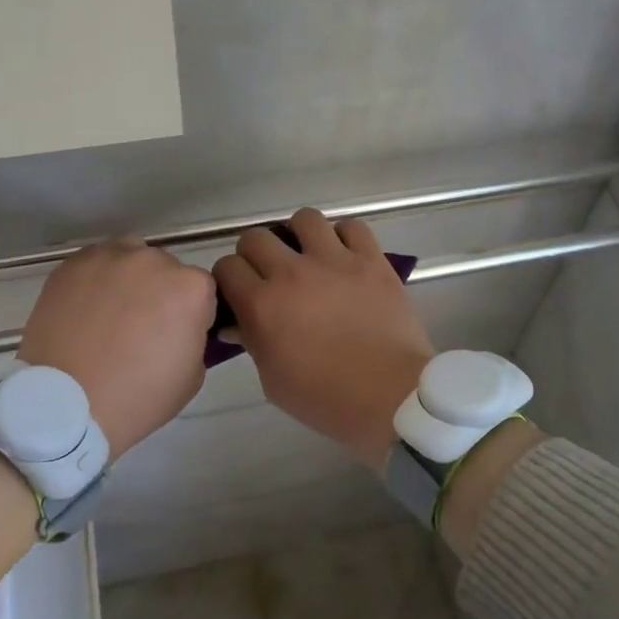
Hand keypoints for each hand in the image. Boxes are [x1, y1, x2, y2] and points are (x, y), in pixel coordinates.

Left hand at [18, 239, 215, 460]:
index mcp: (191, 288)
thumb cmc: (138, 397)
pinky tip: (84, 310)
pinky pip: (93, 264)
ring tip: (110, 313)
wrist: (65, 404)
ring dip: (128, 278)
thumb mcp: (193, 375)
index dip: (190, 314)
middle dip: (159, 293)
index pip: (202, 291)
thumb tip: (180, 327)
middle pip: (166, 269)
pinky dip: (94, 281)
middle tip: (140, 328)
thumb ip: (194, 336)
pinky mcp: (71, 265)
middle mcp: (154, 261)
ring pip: (129, 256)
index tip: (175, 337)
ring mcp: (109, 258)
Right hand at [214, 209, 433, 468]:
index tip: (239, 293)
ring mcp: (335, 261)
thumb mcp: (273, 380)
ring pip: (303, 219)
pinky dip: (344, 237)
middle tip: (270, 276)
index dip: (229, 279)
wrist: (391, 396)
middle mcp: (292, 272)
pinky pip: (352, 226)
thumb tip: (238, 324)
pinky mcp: (371, 259)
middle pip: (256, 237)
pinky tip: (345, 257)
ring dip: (299, 236)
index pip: (226, 267)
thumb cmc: (325, 399)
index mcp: (262, 305)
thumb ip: (252, 343)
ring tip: (308, 257)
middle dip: (256, 255)